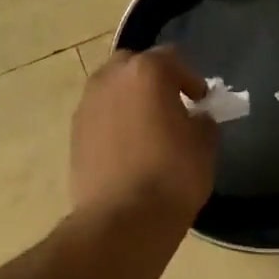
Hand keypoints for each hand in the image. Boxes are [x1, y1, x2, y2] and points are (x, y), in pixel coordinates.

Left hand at [71, 47, 218, 225]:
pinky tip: (128, 149)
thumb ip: (202, 122)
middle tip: (170, 105)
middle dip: (152, 80)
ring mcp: (87, 106)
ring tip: (147, 128)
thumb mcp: (204, 147)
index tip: (201, 99)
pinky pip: (99, 117)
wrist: (123, 219)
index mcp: (146, 72)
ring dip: (129, 100)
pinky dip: (114, 123)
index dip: (190, 79)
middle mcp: (110, 79)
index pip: (172, 59)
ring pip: (111, 90)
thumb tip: (195, 119)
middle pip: (133, 66)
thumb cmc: (172, 176)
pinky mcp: (74, 135)